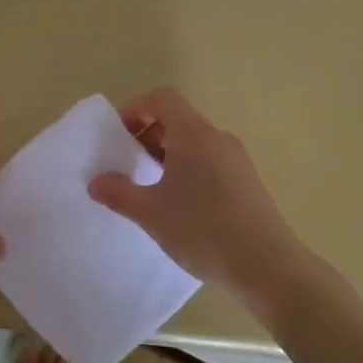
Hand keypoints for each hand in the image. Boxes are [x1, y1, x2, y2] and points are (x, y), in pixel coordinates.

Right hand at [87, 87, 300, 295]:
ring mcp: (237, 159)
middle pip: (178, 119)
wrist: (266, 265)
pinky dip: (190, 170)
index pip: (162, 98)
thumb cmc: (202, 229)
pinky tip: (183, 207)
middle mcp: (217, 138)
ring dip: (169, 155)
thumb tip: (96, 182)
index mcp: (193, 134)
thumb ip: (119, 193)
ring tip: (154, 190)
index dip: (136, 109)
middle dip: (149, 135)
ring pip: (195, 142)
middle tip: (131, 167)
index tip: (120, 138)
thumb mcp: (151, 213)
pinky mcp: (248, 181)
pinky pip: (211, 161)